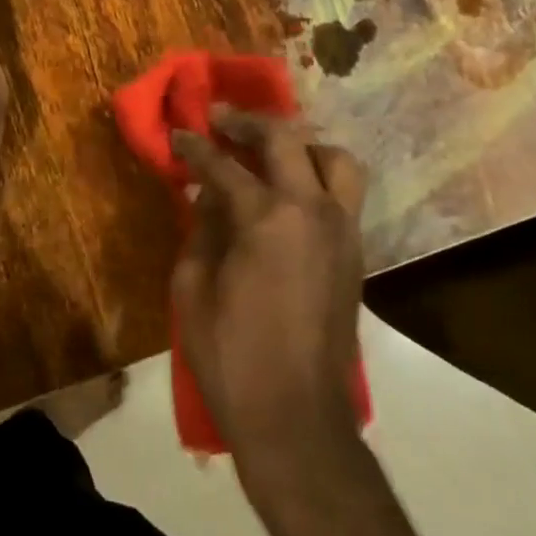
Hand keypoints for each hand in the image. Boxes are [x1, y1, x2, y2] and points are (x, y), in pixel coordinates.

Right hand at [170, 110, 366, 470]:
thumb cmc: (231, 355)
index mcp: (267, 218)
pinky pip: (343, 195)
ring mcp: (343, 231)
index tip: (179, 134)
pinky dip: (318, 178)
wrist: (295, 415)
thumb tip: (209, 197)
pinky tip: (288, 194)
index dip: (196, 147)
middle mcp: (313, 211)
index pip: (224, 166)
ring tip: (271, 153)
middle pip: (288, 141)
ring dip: (301, 145)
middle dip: (250, 123)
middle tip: (223, 120)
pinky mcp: (356, 253)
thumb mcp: (193, 288)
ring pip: (336, 160)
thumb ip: (202, 231)